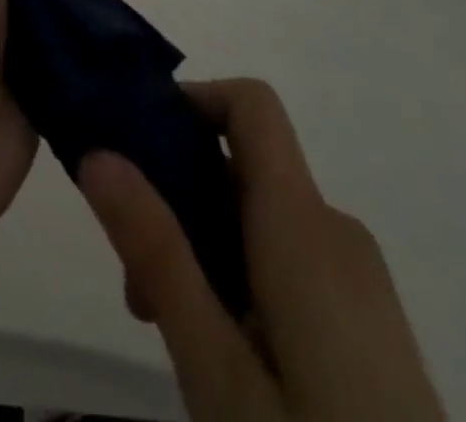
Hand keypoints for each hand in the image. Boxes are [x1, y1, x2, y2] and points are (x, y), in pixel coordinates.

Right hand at [79, 80, 444, 421]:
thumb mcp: (216, 367)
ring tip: (169, 333)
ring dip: (201, 245)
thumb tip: (98, 152)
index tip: (135, 144)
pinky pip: (288, 257)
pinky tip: (224, 357)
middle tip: (134, 285)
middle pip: (240, 166)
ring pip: (258, 217)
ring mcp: (358, 278)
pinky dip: (239, 273)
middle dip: (176, 198)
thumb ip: (157, 251)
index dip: (192, 100)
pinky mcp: (367, 321)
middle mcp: (334, 229)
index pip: (251, 104)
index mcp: (303, 223)